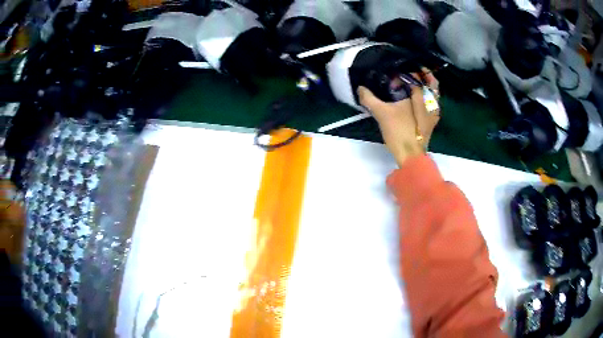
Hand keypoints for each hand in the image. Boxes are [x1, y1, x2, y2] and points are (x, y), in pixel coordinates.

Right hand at [358, 69, 439, 166]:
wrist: (410, 156)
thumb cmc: (400, 132)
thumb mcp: (382, 114)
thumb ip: (370, 99)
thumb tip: (360, 88)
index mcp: (422, 96)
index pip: (419, 75)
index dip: (409, 69)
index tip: (399, 67)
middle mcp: (432, 102)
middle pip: (431, 82)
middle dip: (421, 75)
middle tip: (408, 71)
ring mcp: (434, 113)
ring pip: (432, 93)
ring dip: (423, 86)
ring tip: (410, 83)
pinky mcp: (432, 121)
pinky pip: (430, 103)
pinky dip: (424, 97)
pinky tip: (412, 98)